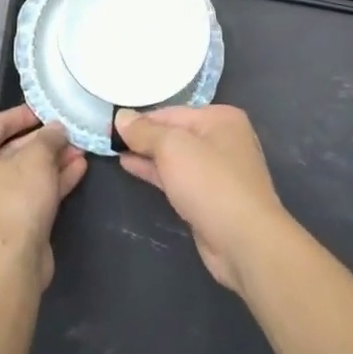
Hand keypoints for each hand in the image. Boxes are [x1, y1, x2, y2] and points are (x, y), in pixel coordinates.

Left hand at [0, 105, 86, 287]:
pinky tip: (78, 169)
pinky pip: (29, 194)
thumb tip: (56, 128)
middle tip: (69, 131)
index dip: (23, 115)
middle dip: (44, 141)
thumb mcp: (36, 159)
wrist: (10, 264)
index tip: (47, 109)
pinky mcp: (7, 225)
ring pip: (23, 174)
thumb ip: (48, 138)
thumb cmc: (15, 199)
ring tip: (81, 148)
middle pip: (11, 150)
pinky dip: (51, 182)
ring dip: (52, 161)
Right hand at [116, 105, 291, 294]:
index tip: (111, 124)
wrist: (244, 241)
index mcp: (221, 119)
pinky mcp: (210, 197)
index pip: (172, 112)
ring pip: (175, 157)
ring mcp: (218, 171)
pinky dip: (156, 172)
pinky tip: (131, 167)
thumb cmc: (210, 183)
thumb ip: (145, 131)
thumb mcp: (172, 148)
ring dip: (147, 154)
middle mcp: (223, 140)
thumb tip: (121, 117)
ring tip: (114, 150)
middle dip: (144, 136)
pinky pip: (178, 177)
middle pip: (175, 133)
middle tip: (108, 137)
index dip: (141, 119)